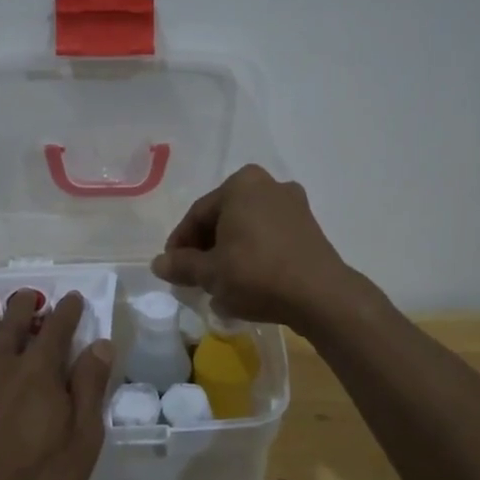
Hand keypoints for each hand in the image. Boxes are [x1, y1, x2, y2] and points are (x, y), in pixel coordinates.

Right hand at [151, 165, 353, 330]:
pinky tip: (246, 283)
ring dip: (229, 253)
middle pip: (224, 218)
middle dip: (206, 248)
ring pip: (247, 229)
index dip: (180, 243)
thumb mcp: (211, 273)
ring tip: (219, 284)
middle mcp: (268, 185)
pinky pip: (269, 238)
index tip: (171, 268)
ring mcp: (293, 205)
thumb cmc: (257, 274)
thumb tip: (158, 264)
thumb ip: (182, 265)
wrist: (320, 296)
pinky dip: (254, 255)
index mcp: (241, 184)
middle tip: (194, 277)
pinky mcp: (309, 228)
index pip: (198, 214)